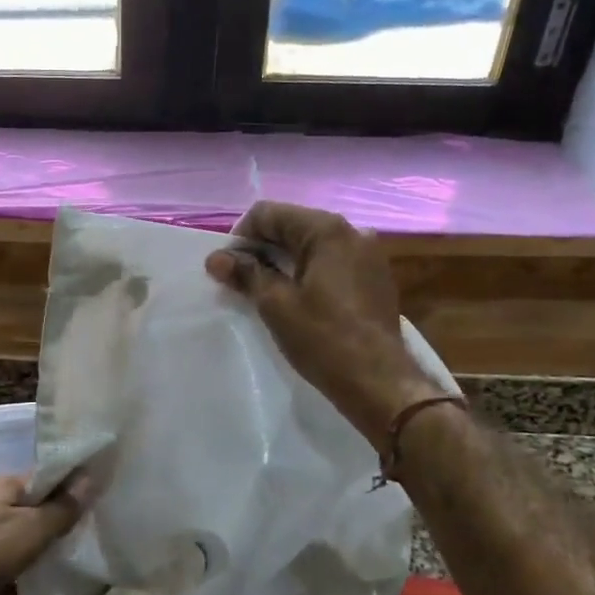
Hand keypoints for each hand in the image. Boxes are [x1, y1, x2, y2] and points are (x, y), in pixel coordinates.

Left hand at [0, 474, 85, 594]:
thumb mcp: (31, 530)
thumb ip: (62, 509)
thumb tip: (90, 476)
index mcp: (7, 486)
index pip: (48, 480)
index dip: (71, 493)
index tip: (92, 513)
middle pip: (29, 515)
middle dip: (48, 539)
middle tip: (71, 559)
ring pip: (9, 546)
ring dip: (25, 568)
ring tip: (43, 591)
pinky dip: (0, 587)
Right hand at [206, 201, 439, 450]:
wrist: (379, 381)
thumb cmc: (323, 338)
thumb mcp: (275, 304)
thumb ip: (245, 273)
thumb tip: (216, 258)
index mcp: (327, 230)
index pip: (269, 213)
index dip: (241, 237)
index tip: (228, 268)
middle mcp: (352, 232)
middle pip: (292, 225)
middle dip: (262, 249)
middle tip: (241, 281)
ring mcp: (368, 255)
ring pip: (311, 245)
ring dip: (283, 262)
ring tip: (266, 292)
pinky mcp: (374, 278)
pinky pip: (331, 262)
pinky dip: (307, 272)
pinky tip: (297, 300)